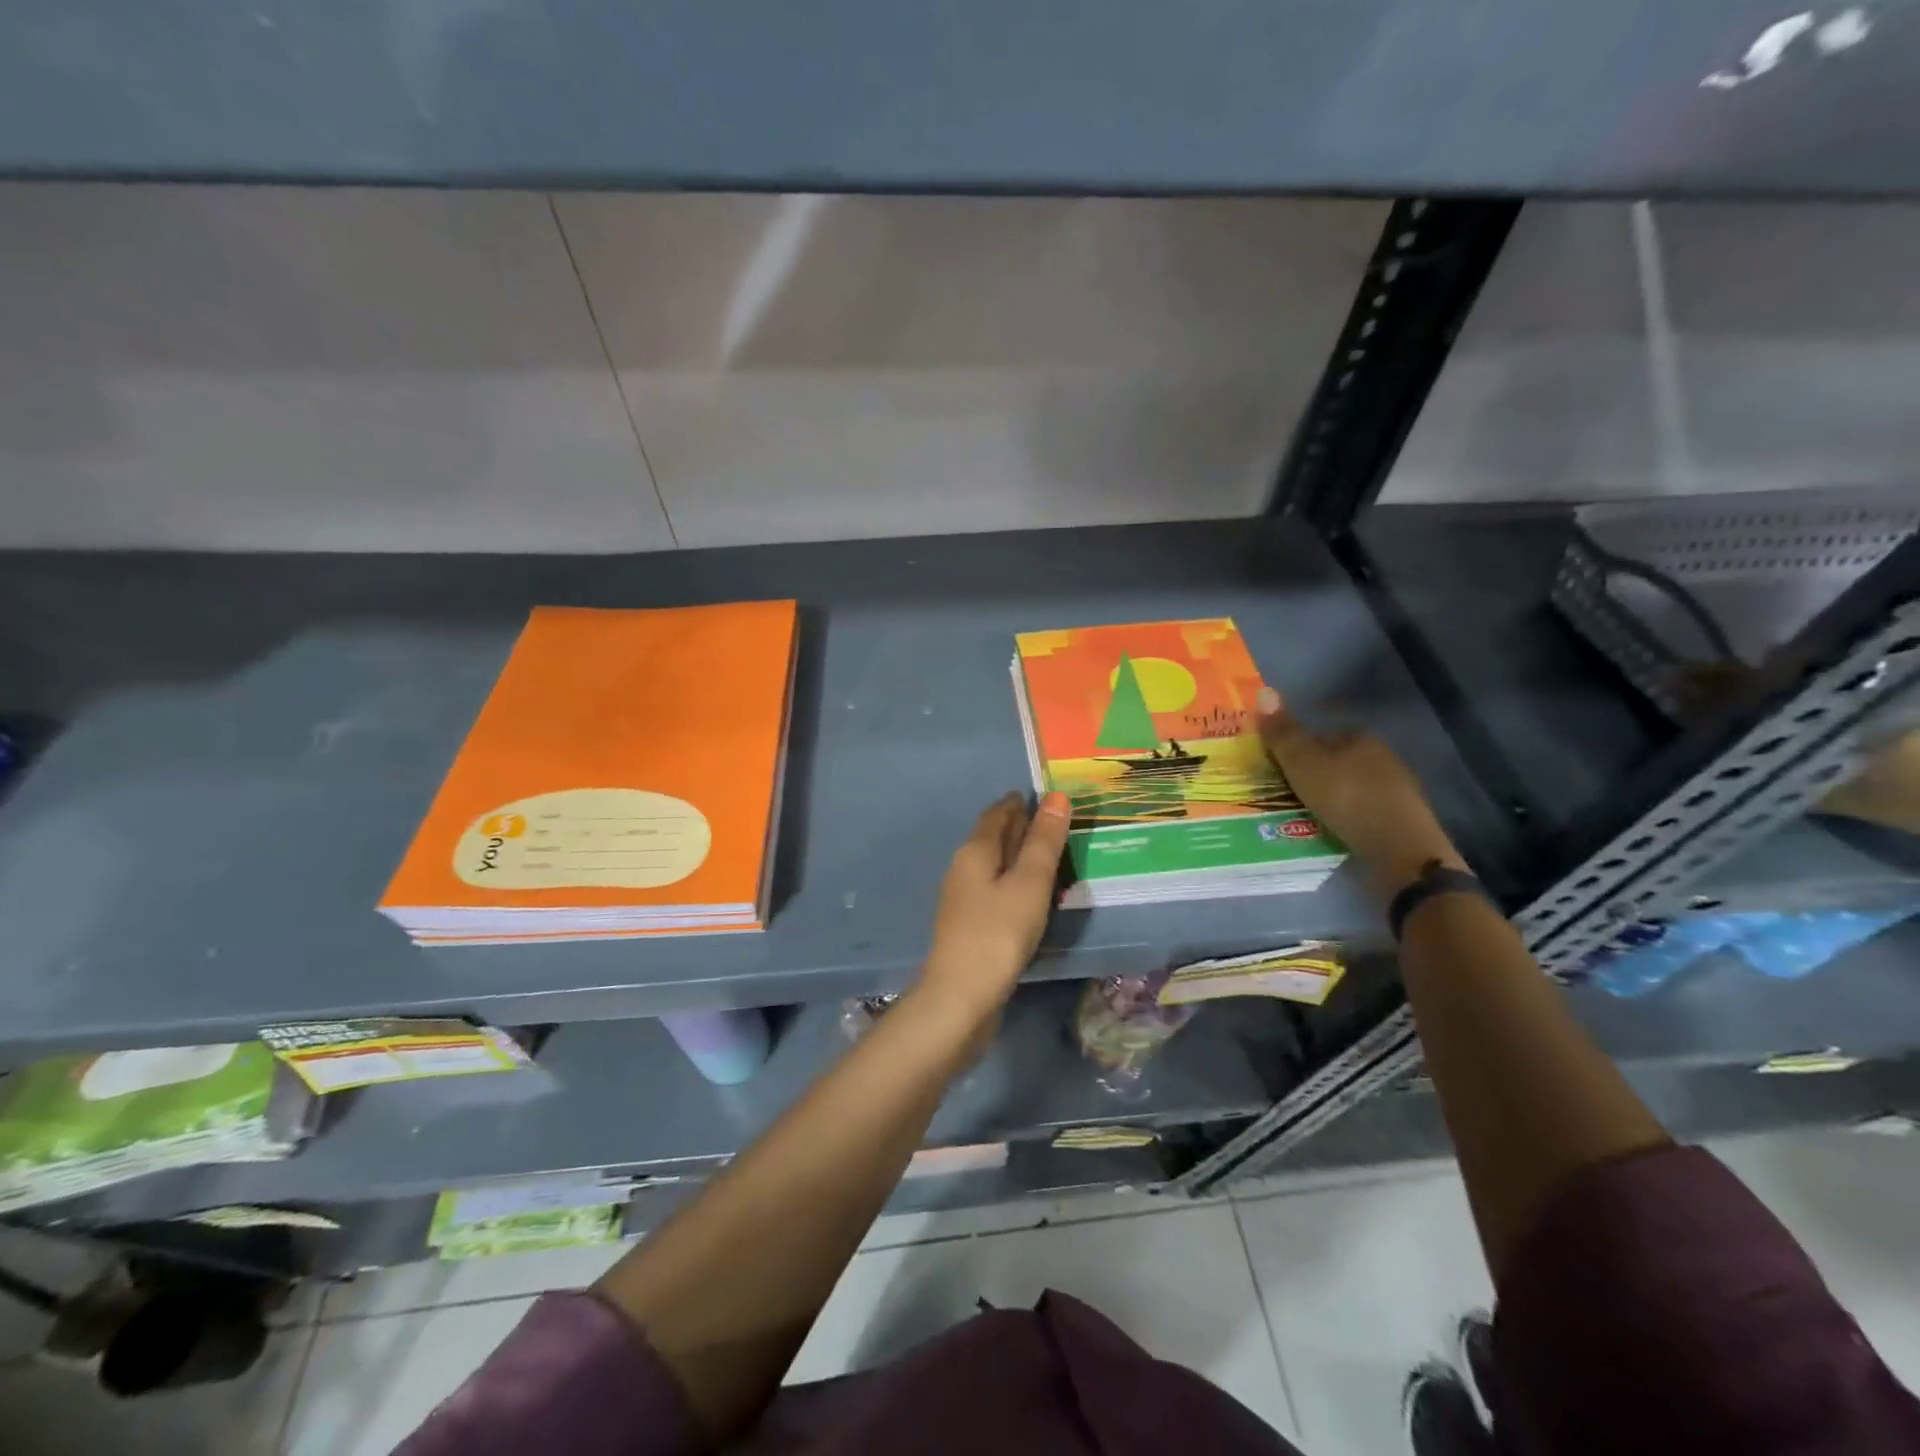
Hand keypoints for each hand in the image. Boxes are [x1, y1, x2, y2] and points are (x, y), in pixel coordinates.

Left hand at [916, 791, 1071, 1024]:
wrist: (961, 997)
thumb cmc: (998, 933)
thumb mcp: (1029, 883)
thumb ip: (1043, 841)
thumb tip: (1055, 796)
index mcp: (974, 851)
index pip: (996, 814)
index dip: (1018, 803)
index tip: (1042, 796)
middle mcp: (963, 868)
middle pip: (992, 837)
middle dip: (1018, 827)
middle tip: (1053, 822)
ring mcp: (963, 899)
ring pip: (994, 865)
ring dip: (1017, 856)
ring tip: (1050, 857)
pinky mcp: (969, 926)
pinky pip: (995, 890)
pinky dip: (1014, 882)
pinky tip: (1031, 896)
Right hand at [1254, 688, 1462, 897]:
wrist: (1401, 850)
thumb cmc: (1347, 799)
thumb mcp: (1303, 764)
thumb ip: (1283, 733)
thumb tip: (1264, 691)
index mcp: (1360, 737)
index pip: (1318, 736)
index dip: (1293, 752)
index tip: (1274, 773)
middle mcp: (1382, 755)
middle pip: (1334, 761)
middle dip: (1311, 776)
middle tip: (1284, 796)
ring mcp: (1396, 788)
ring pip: (1349, 787)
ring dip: (1328, 798)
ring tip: (1304, 817)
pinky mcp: (1402, 818)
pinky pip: (1362, 810)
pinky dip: (1346, 817)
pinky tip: (1333, 830)